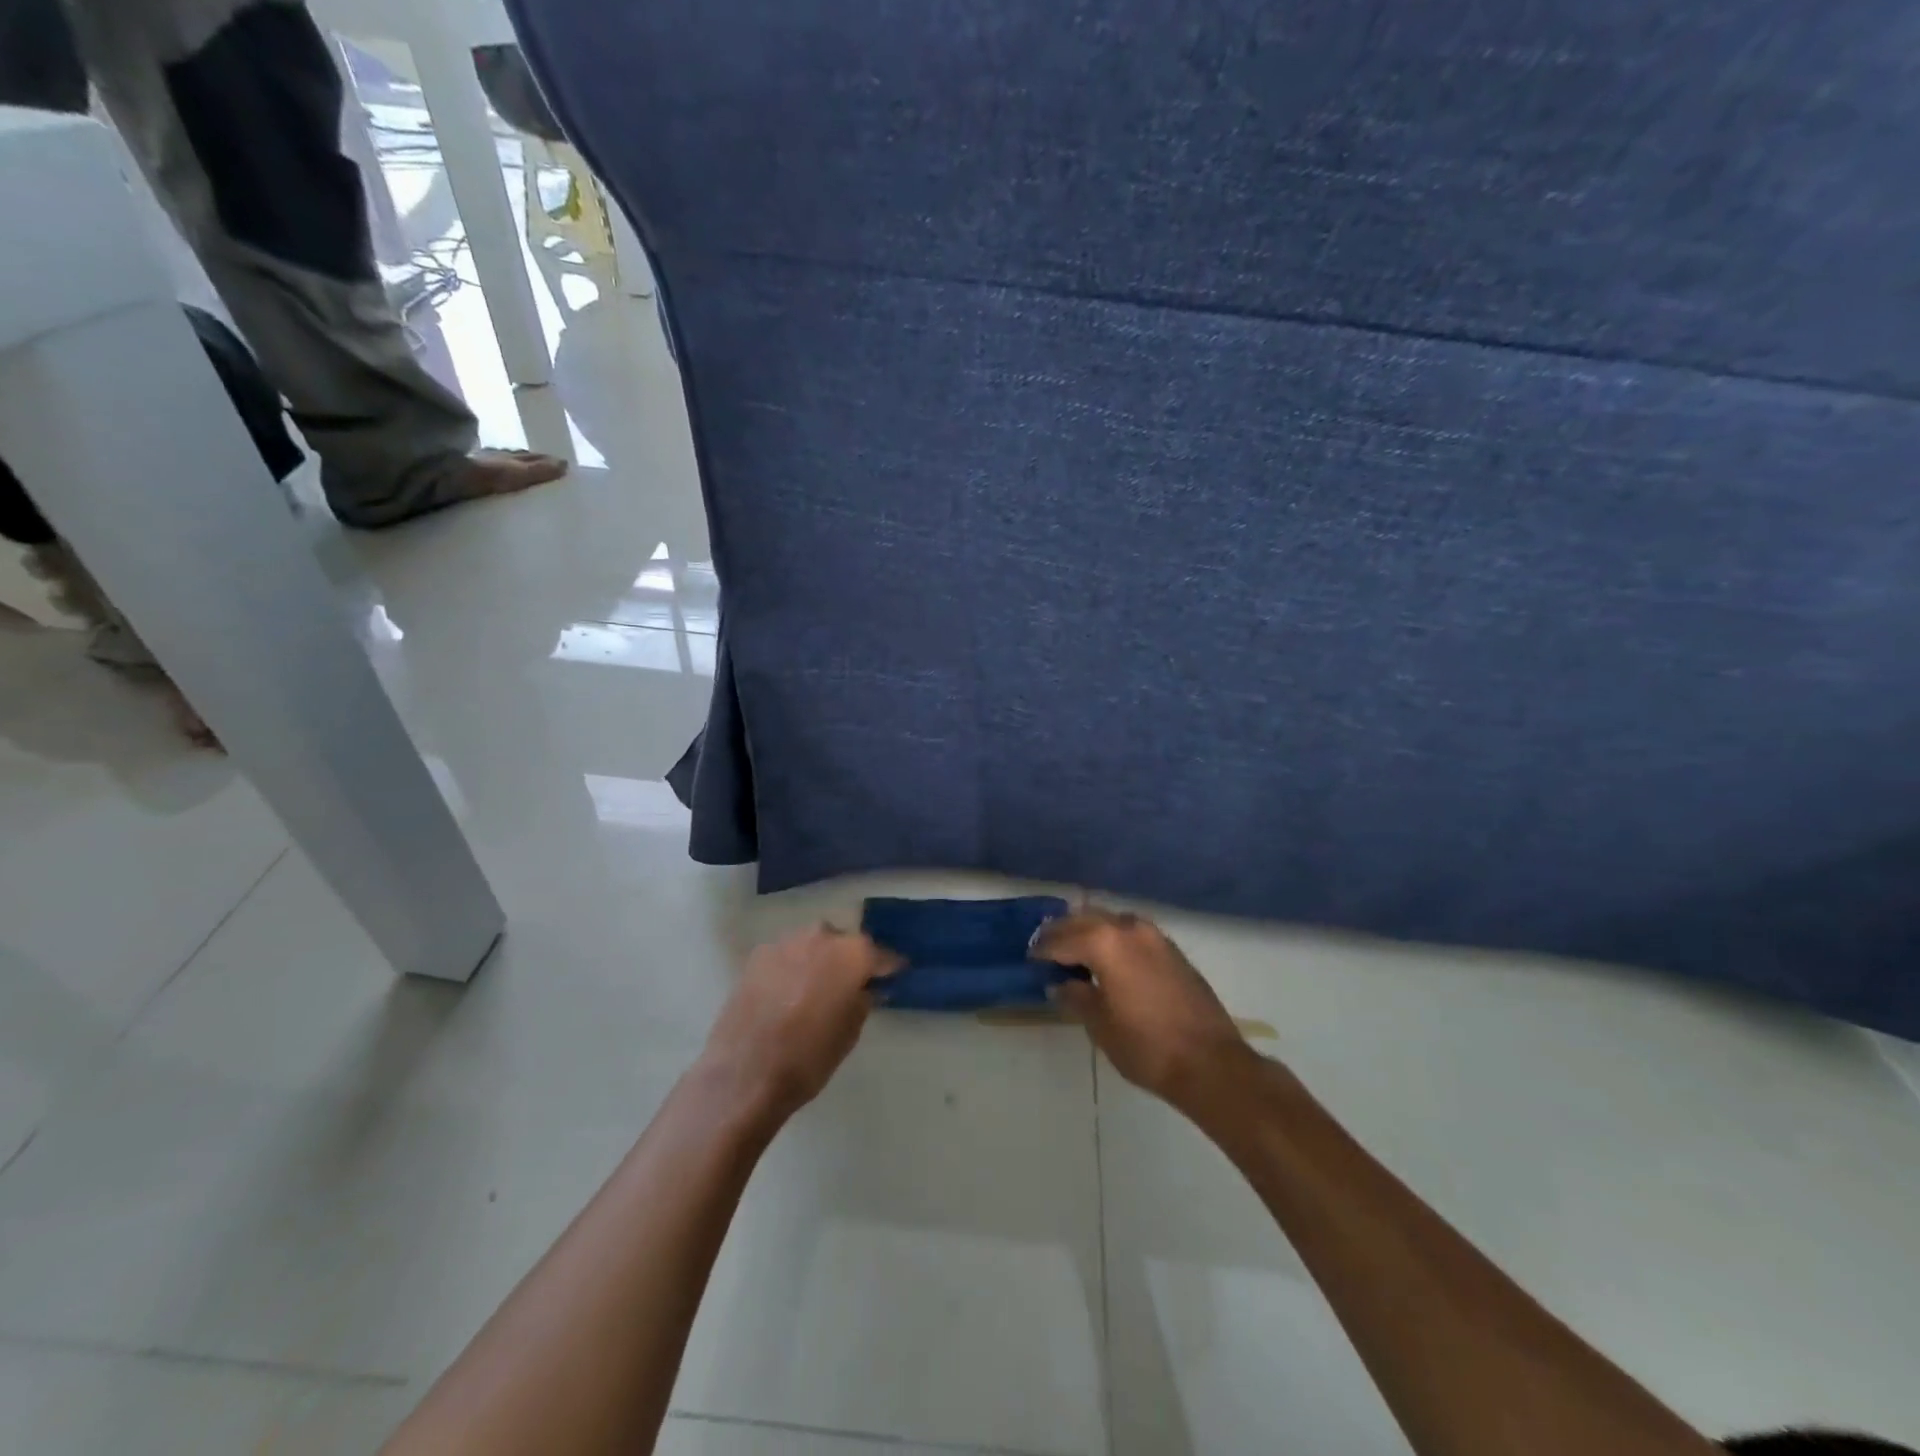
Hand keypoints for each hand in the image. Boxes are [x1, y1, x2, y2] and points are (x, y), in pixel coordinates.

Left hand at [700, 926, 901, 1120]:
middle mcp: (822, 936)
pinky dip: (793, 967)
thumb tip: (866, 988)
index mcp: (853, 953)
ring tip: (816, 989)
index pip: (881, 955)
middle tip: (850, 985)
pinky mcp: (758, 955)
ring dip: (819, 961)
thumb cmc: (809, 1057)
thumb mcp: (851, 1032)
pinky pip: (787, 955)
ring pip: (813, 945)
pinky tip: (788, 992)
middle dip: (849, 960)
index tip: (893, 977)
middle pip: (844, 943)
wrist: (745, 1074)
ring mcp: (786, 942)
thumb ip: (863, 999)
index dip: (888, 968)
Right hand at [1034, 909, 1253, 1110]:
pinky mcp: (1171, 949)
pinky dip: (1112, 937)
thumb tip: (1061, 984)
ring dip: (1089, 930)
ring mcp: (1154, 936)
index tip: (1030, 958)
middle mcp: (1128, 928)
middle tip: (1045, 948)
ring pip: (1110, 920)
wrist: (1210, 1063)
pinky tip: (1107, 958)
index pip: (1062, 939)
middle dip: (1063, 932)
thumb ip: (1076, 997)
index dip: (1042, 950)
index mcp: (1105, 943)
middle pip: (1085, 919)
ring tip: (1074, 951)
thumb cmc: (1146, 1047)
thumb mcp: (1100, 1025)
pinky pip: (1131, 932)